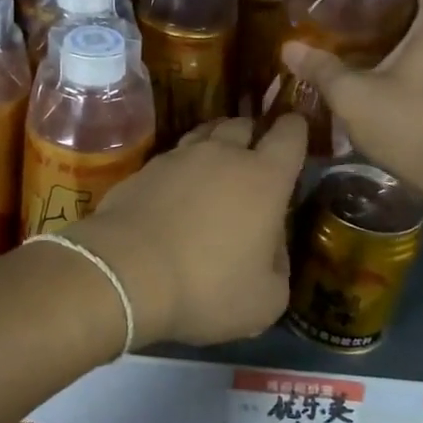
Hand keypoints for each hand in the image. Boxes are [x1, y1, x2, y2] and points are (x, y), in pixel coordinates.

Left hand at [68, 114, 308, 349]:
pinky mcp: (143, 169)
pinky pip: (172, 158)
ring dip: (216, 144)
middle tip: (254, 156)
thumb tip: (270, 245)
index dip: (296, 129)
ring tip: (217, 166)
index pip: (289, 135)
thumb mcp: (266, 298)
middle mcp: (222, 155)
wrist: (125, 273)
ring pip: (204, 134)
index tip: (296, 130)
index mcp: (264, 178)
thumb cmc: (207, 287)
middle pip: (242, 125)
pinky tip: (178, 191)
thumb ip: (278, 265)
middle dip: (253, 134)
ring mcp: (178, 157)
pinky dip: (182, 168)